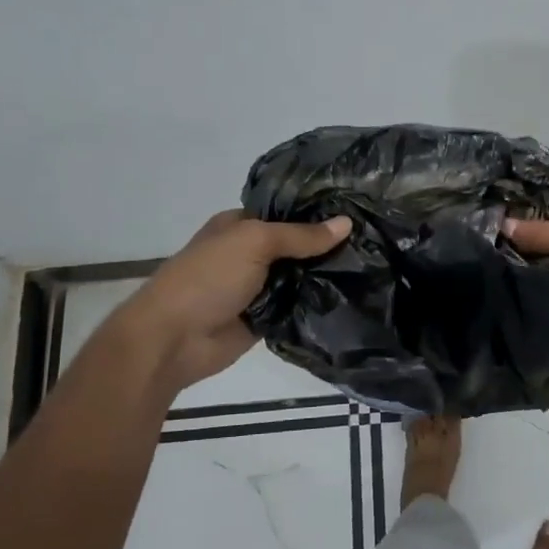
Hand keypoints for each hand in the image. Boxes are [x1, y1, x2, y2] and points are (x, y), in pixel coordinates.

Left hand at [100, 210, 350, 394]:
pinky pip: (298, 306)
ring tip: (373, 266)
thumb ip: (300, 235)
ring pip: (301, 276)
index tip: (358, 209)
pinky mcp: (267, 318)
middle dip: (329, 244)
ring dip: (327, 275)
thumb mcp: (254, 242)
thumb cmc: (207, 278)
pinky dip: (318, 303)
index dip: (317, 210)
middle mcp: (250, 253)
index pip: (286, 212)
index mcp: (240, 226)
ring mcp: (258, 287)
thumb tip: (347, 223)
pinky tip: (354, 296)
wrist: (173, 340)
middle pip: (298, 245)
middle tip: (374, 240)